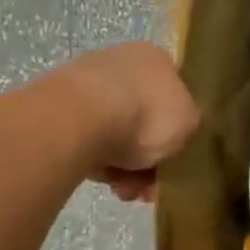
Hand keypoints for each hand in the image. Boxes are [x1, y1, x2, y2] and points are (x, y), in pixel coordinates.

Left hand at [57, 43, 201, 201]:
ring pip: (115, 132)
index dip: (178, 131)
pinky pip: (88, 139)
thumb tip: (181, 127)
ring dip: (124, 166)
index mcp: (156, 59)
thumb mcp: (190, 123)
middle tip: (148, 187)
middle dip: (148, 158)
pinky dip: (97, 160)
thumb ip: (190, 124)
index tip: (175, 162)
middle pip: (143, 118)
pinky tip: (102, 179)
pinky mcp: (59, 107)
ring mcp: (87, 83)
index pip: (174, 94)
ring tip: (124, 189)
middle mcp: (121, 63)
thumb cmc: (146, 116)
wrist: (80, 119)